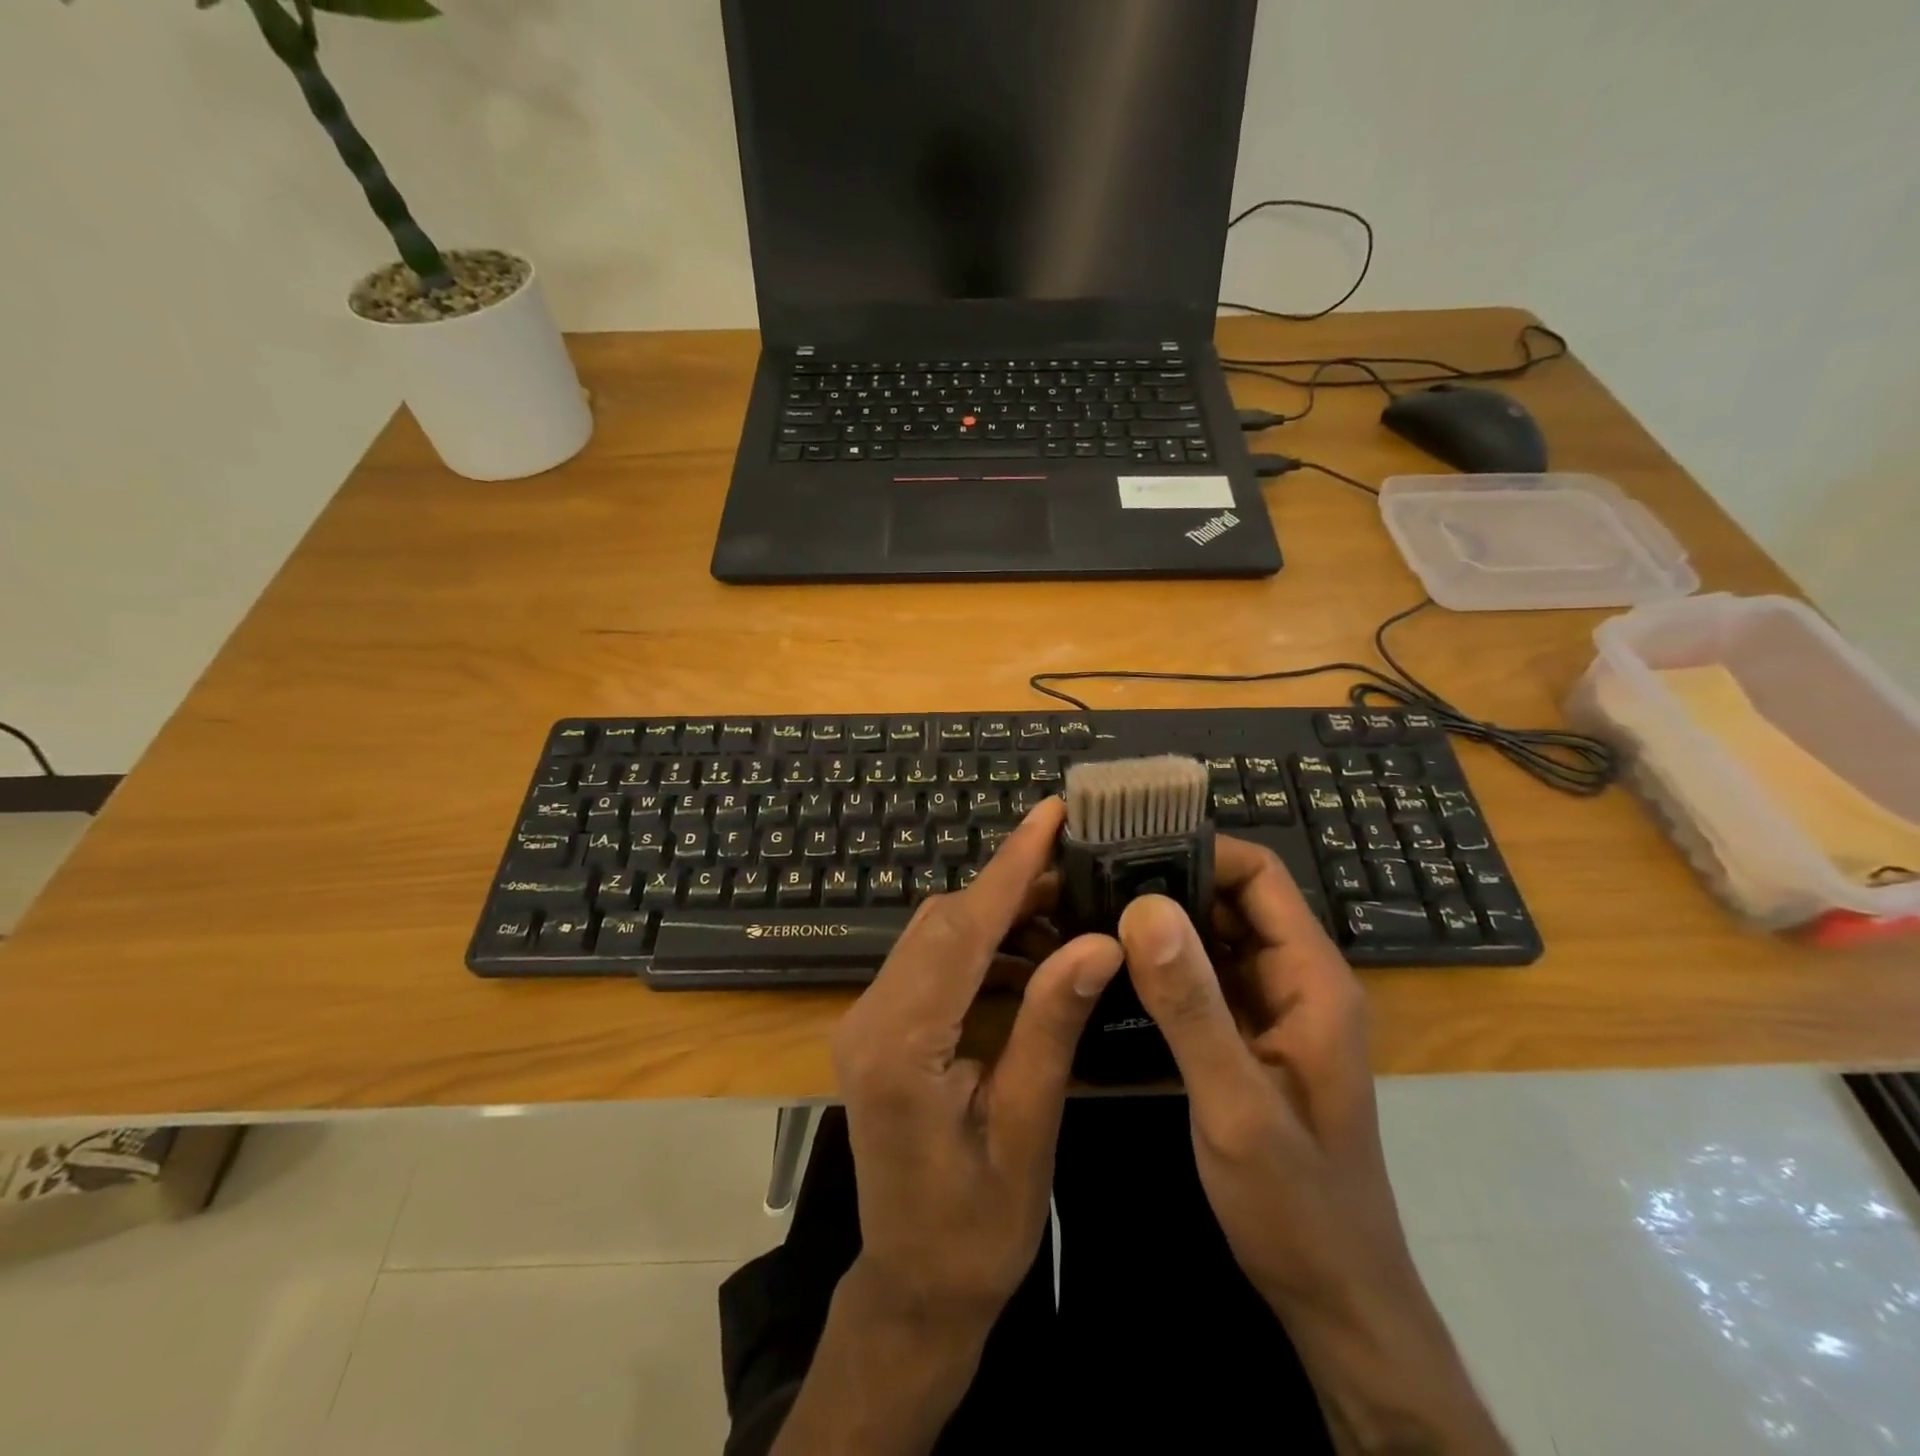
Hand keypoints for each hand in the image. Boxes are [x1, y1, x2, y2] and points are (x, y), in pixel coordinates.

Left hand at [832, 796, 1124, 1331]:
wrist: (914, 1287)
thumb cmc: (976, 1228)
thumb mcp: (1026, 1128)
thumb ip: (1052, 1026)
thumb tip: (1099, 943)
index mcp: (900, 1044)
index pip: (962, 929)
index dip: (1010, 866)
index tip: (1050, 813)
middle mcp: (870, 1016)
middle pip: (944, 921)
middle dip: (1011, 885)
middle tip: (1078, 863)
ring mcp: (868, 1019)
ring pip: (936, 935)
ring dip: (999, 915)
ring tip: (1066, 909)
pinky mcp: (881, 1029)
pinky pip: (933, 963)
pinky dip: (982, 947)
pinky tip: (1030, 955)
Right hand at [1114, 837, 1412, 1313]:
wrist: (1333, 1297)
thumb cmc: (1297, 1205)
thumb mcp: (1236, 1105)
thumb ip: (1191, 1006)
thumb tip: (1144, 907)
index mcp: (1311, 979)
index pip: (1260, 875)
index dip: (1199, 851)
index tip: (1127, 852)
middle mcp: (1293, 980)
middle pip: (1231, 900)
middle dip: (1166, 882)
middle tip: (1090, 879)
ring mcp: (1269, 1010)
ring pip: (1211, 938)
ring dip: (1158, 923)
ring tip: (1088, 910)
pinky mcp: (1245, 1037)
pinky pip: (1201, 979)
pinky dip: (1161, 965)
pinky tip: (1110, 967)